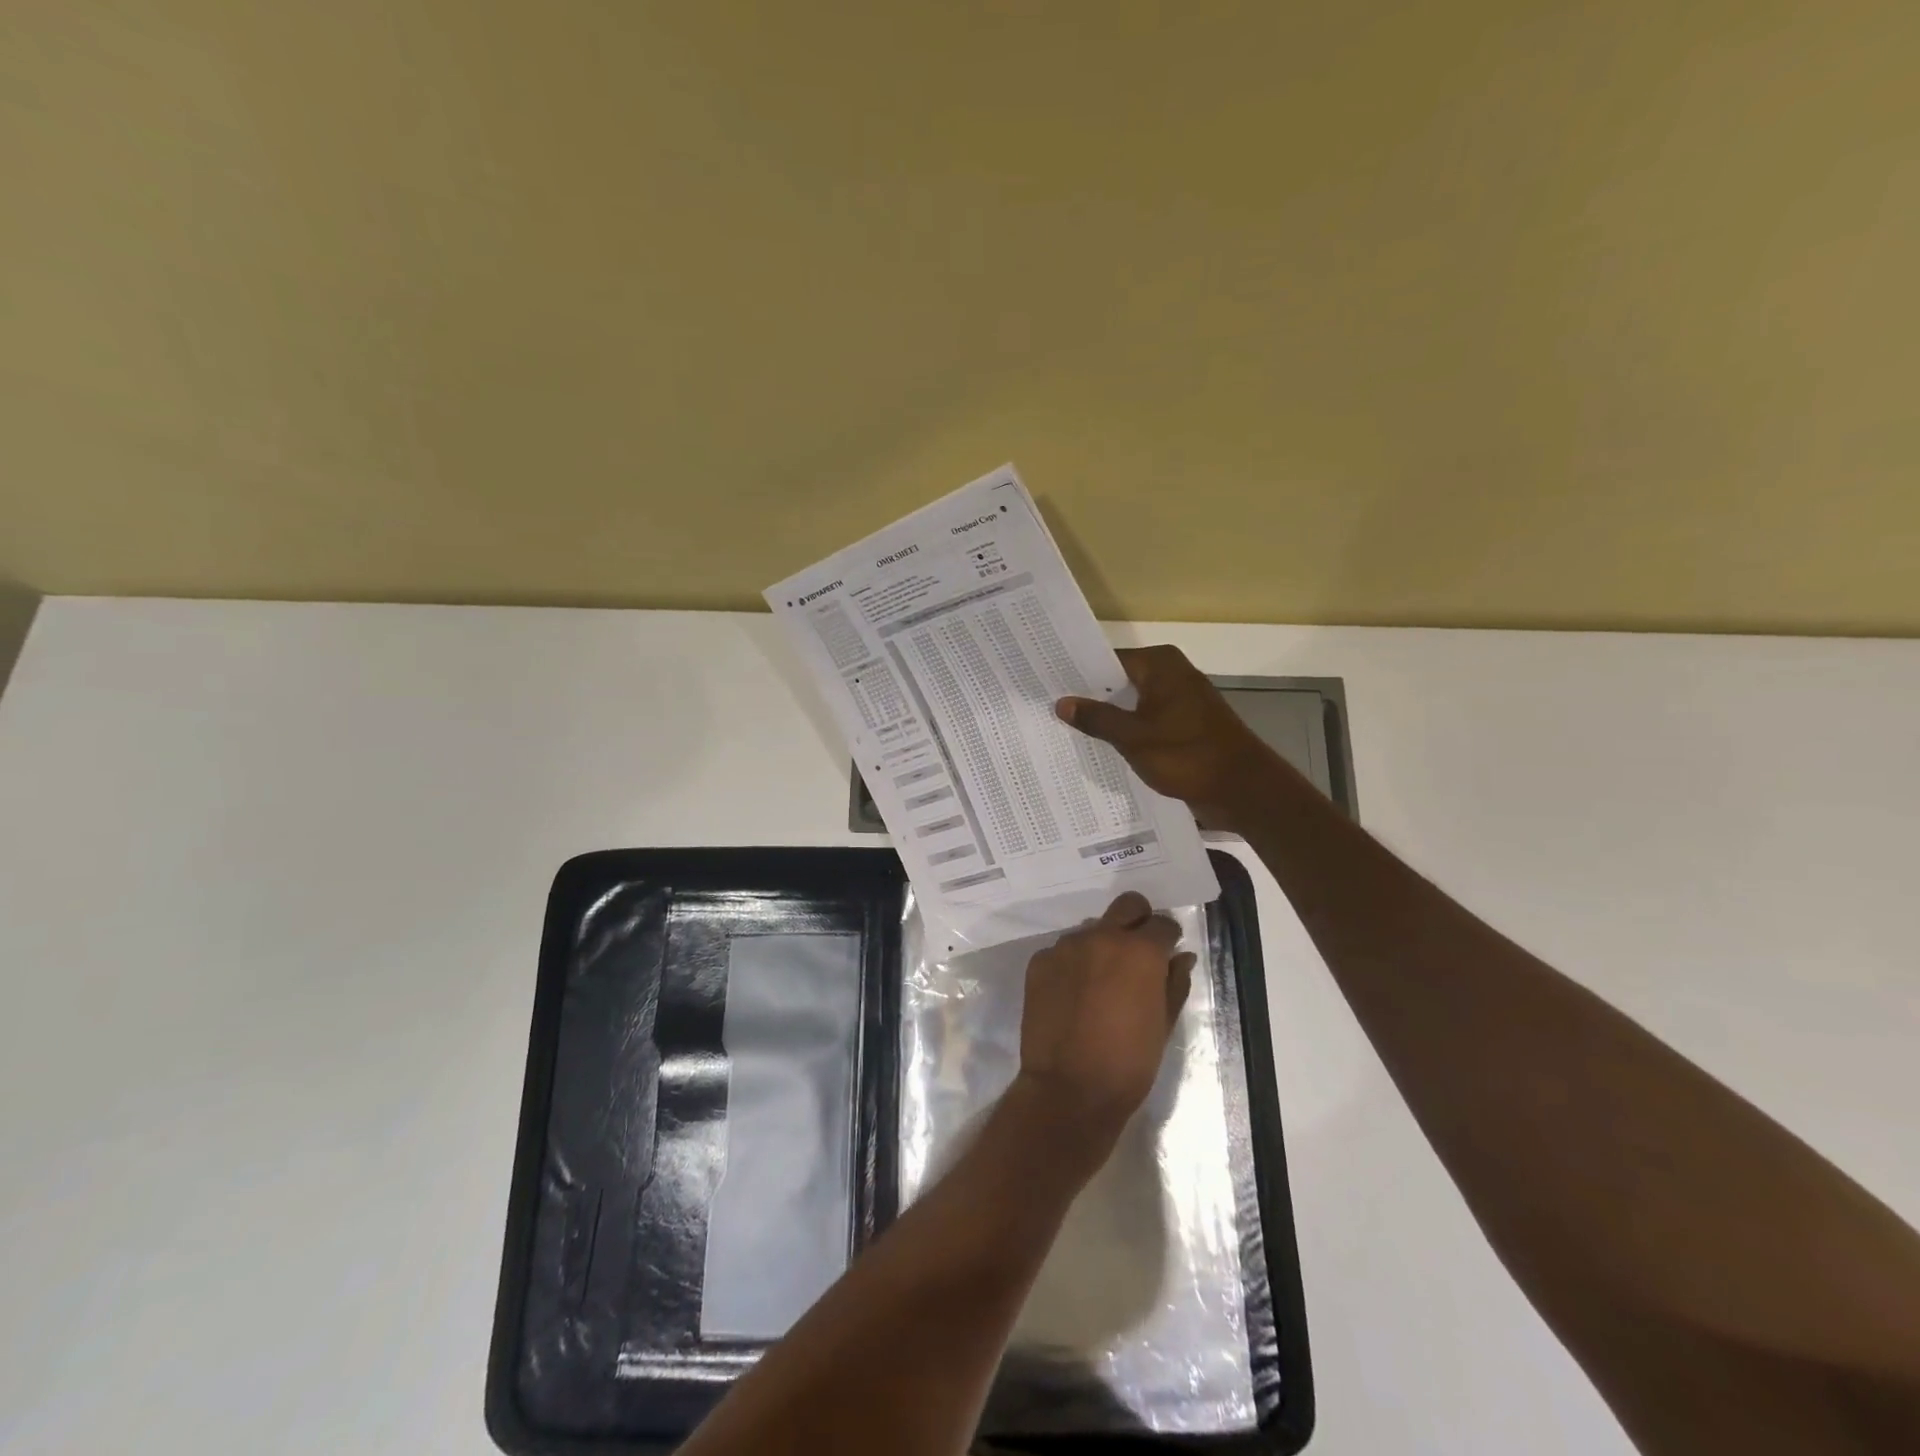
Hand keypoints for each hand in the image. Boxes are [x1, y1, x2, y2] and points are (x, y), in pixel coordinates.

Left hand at [1015, 892, 1195, 1159]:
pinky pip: (1063, 950)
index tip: (1167, 954)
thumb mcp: (1164, 1025)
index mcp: (1139, 951)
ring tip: (1101, 982)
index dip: (1168, 938)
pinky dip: (1073, 964)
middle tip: (1137, 953)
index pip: (1162, 924)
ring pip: (1091, 929)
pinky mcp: (1039, 961)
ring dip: (1101, 945)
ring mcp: (1066, 946)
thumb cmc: (1129, 1063)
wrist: (1068, 1089)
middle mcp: (1101, 937)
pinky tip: (1073, 994)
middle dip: (1137, 921)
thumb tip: (1180, 957)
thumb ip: (1174, 983)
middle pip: (1126, 906)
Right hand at [1055, 645, 1278, 829]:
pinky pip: (1144, 722)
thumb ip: (1097, 719)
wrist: (1243, 789)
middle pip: (1118, 681)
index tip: (1045, 684)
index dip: (1077, 673)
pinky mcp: (1182, 725)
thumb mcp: (1134, 738)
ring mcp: (1178, 701)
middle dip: (1088, 697)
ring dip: (1106, 718)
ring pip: (1131, 704)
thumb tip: (1061, 703)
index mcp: (1160, 665)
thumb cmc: (1188, 756)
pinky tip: (1098, 748)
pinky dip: (1126, 732)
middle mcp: (1170, 674)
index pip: (1107, 660)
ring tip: (1062, 730)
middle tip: (1046, 710)